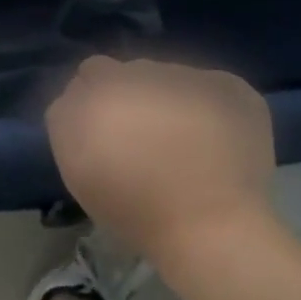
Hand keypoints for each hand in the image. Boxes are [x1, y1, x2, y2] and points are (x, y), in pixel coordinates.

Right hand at [45, 56, 275, 262]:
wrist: (211, 228)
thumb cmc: (135, 209)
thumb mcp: (77, 169)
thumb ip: (70, 120)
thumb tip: (82, 98)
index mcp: (99, 87)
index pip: (89, 72)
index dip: (96, 99)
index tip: (106, 131)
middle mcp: (141, 71)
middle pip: (131, 71)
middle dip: (134, 96)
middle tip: (144, 139)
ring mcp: (191, 75)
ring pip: (172, 77)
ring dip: (171, 99)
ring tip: (184, 142)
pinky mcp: (230, 86)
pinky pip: (212, 86)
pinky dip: (210, 107)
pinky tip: (215, 140)